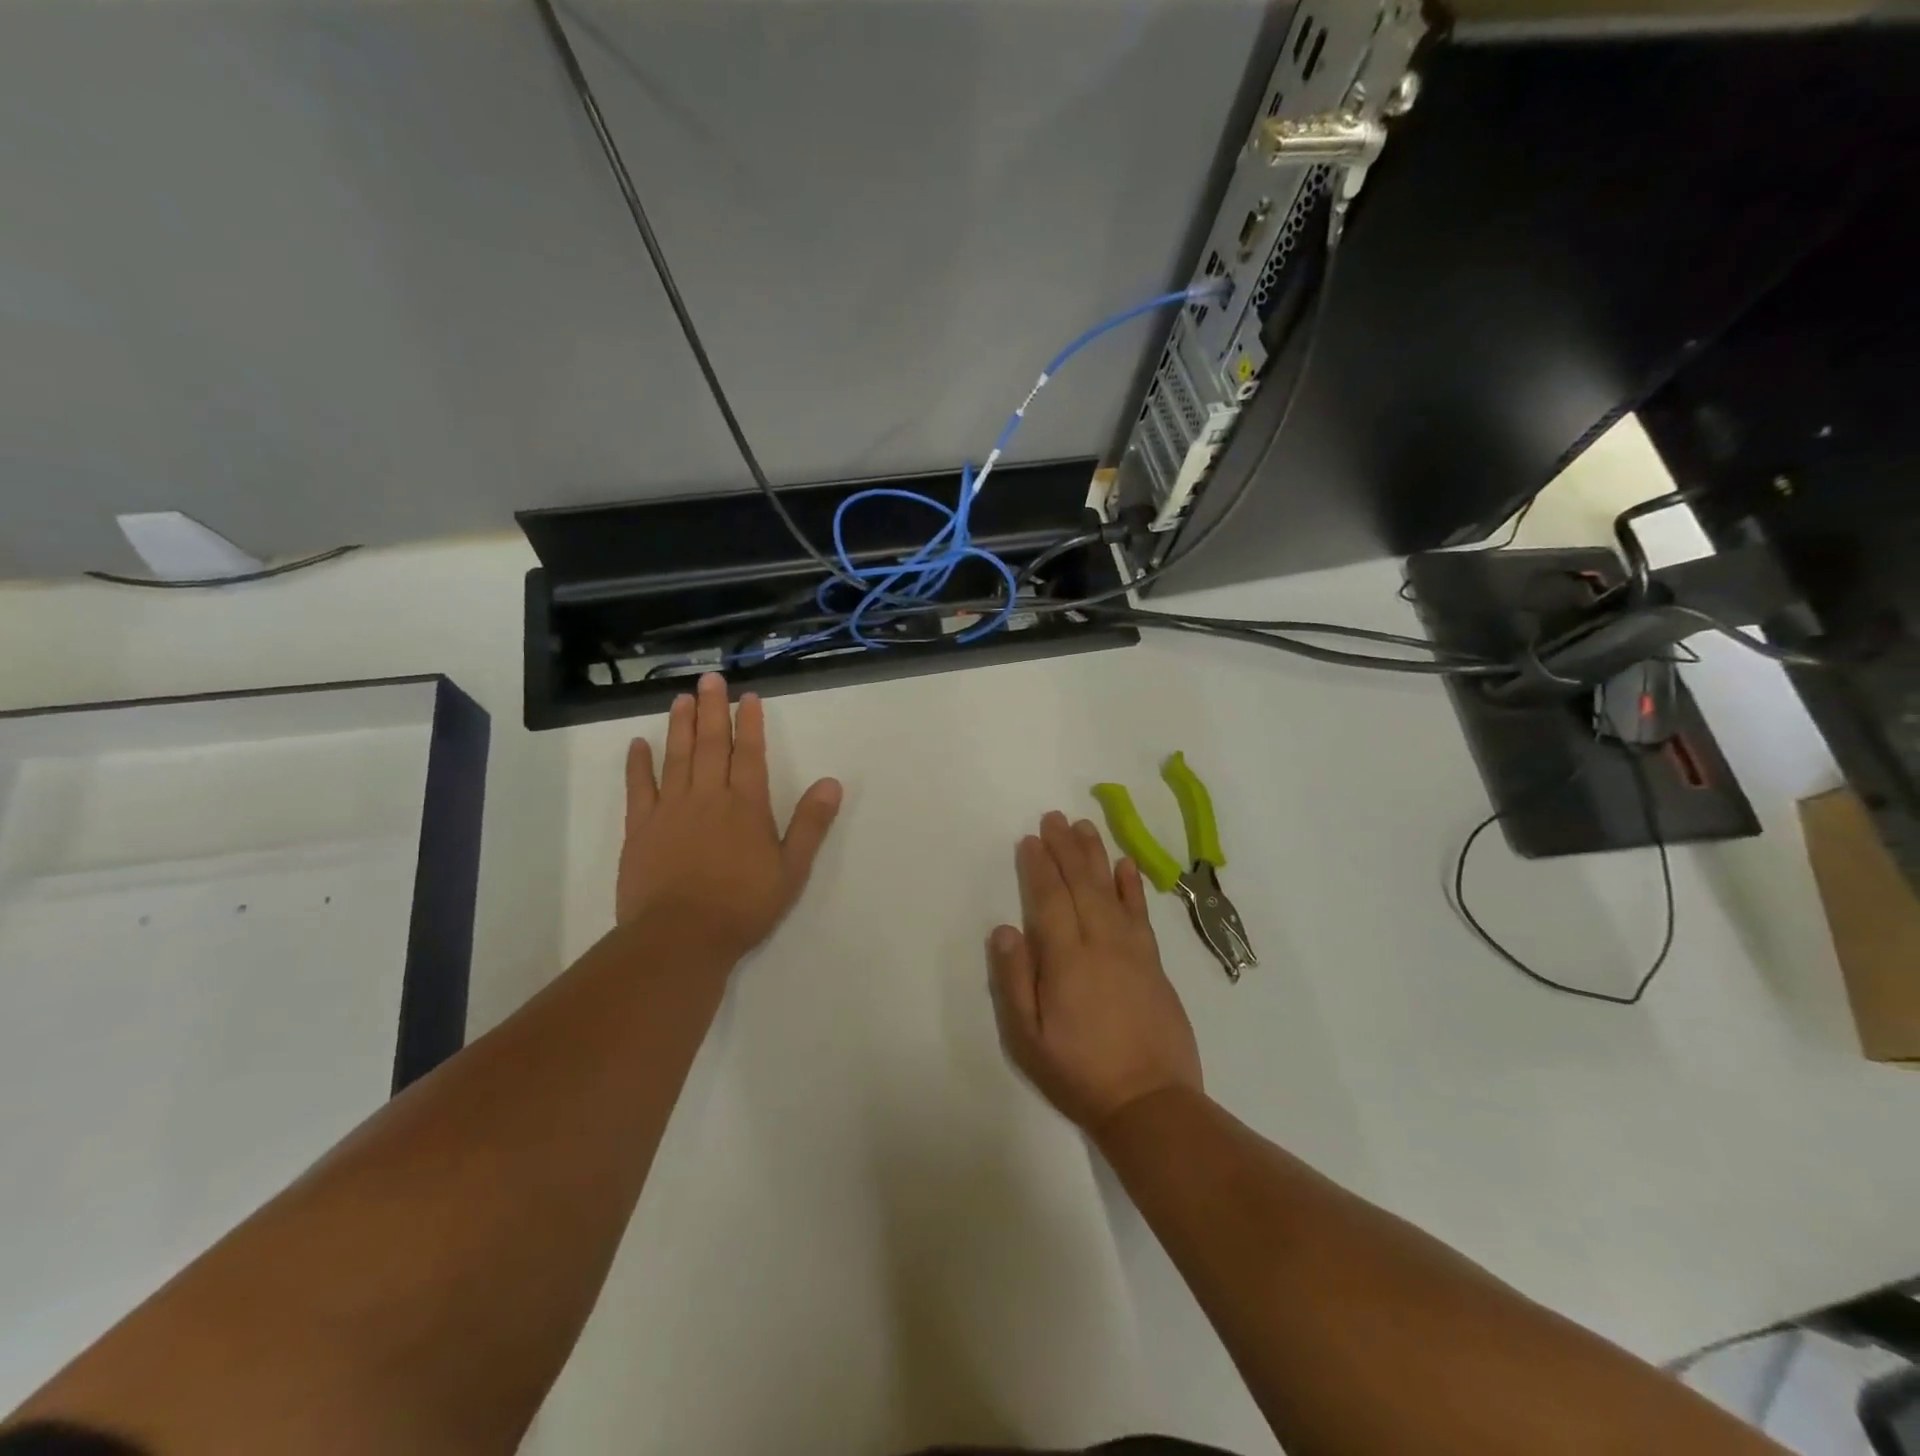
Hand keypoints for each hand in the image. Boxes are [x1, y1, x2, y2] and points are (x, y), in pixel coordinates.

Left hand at [617, 673, 842, 964]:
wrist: (681, 937)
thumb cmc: (743, 906)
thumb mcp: (792, 869)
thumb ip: (811, 824)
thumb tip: (831, 783)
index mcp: (746, 805)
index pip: (749, 753)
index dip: (749, 723)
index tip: (748, 697)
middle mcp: (708, 796)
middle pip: (710, 744)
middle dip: (711, 709)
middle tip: (709, 679)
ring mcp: (670, 809)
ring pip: (676, 757)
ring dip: (679, 725)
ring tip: (680, 699)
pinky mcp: (640, 828)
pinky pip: (639, 787)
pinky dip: (638, 764)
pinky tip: (638, 744)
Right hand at [986, 810, 1203, 1135]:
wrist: (1150, 1102)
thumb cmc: (1079, 1073)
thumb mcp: (1028, 1038)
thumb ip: (1014, 980)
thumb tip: (1005, 928)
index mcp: (1066, 959)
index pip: (1049, 899)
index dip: (1038, 867)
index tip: (1031, 839)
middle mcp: (1101, 943)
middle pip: (1080, 884)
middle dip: (1065, 849)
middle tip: (1054, 817)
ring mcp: (1133, 951)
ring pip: (1110, 890)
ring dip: (1096, 855)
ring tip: (1084, 827)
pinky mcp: (1154, 963)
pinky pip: (1141, 914)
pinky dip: (1132, 887)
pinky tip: (1126, 865)